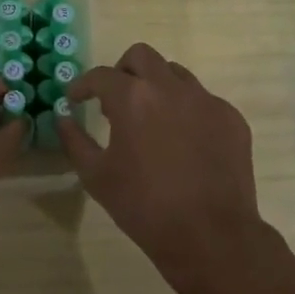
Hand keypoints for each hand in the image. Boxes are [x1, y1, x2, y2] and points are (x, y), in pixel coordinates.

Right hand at [57, 43, 270, 293]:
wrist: (211, 237)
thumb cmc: (145, 208)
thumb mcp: (97, 177)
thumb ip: (75, 141)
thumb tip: (64, 118)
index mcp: (133, 98)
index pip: (101, 75)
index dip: (84, 85)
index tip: (77, 98)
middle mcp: (170, 87)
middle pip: (141, 56)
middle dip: (123, 71)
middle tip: (115, 99)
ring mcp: (205, 100)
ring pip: (175, 74)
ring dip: (157, 87)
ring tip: (151, 120)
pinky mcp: (230, 117)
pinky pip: (202, 100)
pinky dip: (186, 111)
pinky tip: (184, 142)